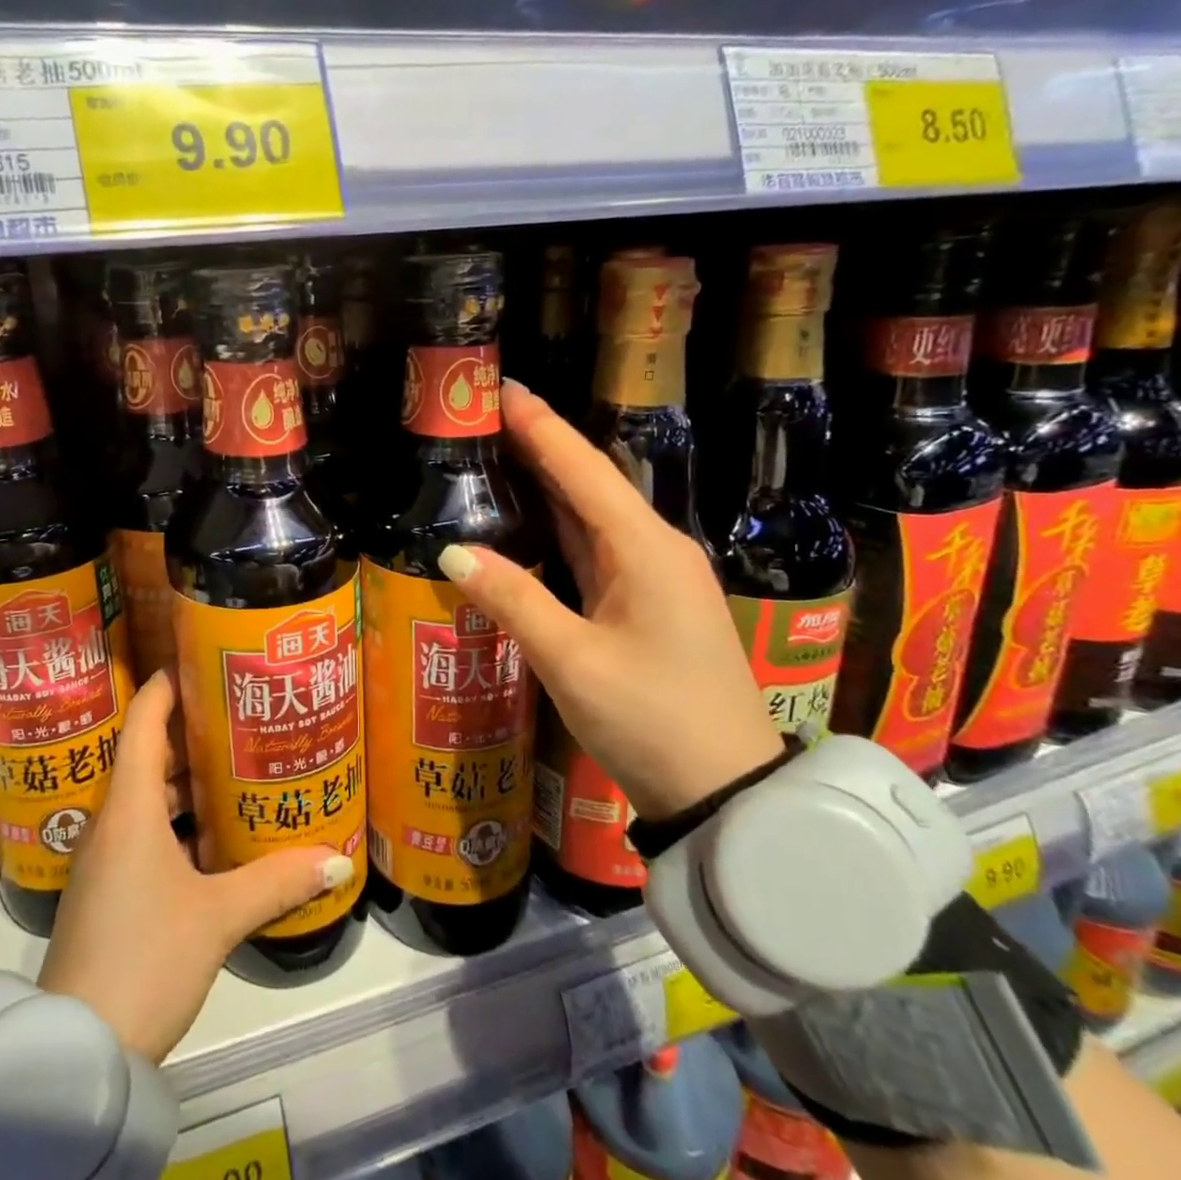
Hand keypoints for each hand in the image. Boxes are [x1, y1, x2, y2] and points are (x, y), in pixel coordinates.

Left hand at [37, 669, 352, 1063]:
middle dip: (193, 731)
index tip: (203, 660)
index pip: (144, 722)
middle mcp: (111, 821)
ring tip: (238, 767)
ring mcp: (104, 858)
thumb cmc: (146, 959)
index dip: (168, 684)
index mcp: (129, 808)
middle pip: (149, 754)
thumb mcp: (218, 917)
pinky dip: (177, 819)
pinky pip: (144, 831)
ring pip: (147, 796)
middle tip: (242, 715)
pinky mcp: (106, 890)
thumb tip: (339, 861)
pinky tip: (214, 835)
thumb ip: (278, 882)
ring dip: (187, 779)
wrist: (77, 1053)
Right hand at [439, 381, 782, 820]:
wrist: (725, 791)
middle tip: (484, 415)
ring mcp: (653, 577)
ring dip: (548, 482)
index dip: (540, 426)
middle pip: (589, 482)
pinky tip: (528, 518)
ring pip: (592, 515)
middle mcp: (654, 549)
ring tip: (496, 452)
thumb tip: (454, 550)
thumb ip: (513, 598)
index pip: (583, 469)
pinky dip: (558, 525)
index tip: (501, 387)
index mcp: (644, 548)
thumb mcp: (572, 660)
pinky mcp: (646, 603)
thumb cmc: (652, 720)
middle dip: (539, 444)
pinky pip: (594, 548)